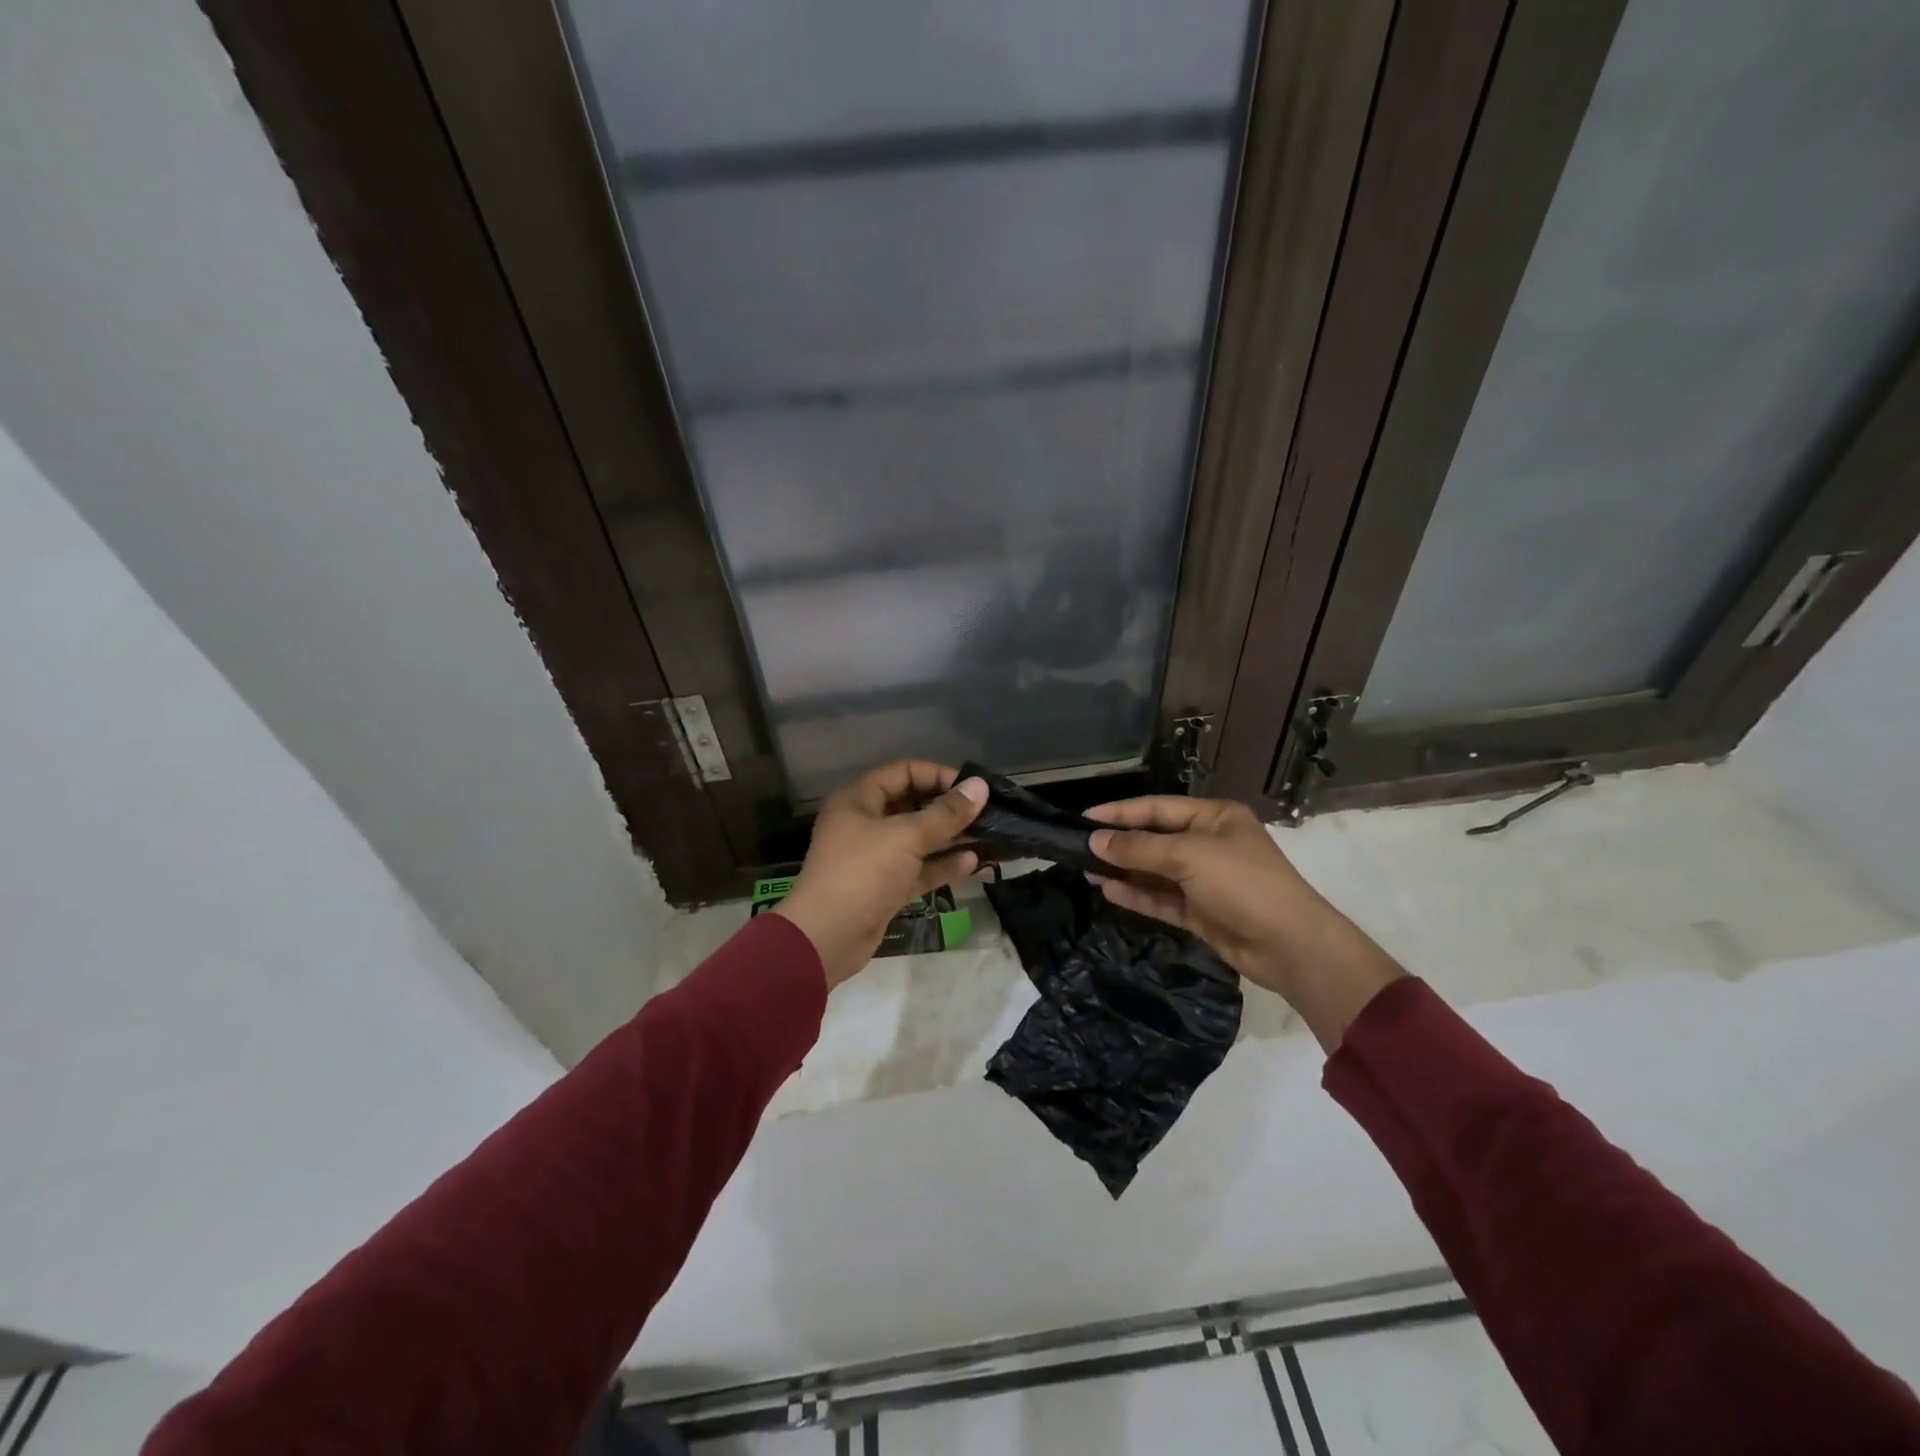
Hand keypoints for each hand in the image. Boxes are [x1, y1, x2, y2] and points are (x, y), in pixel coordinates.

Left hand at [774, 761, 987, 987]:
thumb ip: (946, 813)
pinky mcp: (885, 887)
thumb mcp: (906, 837)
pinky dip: (942, 865)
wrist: (826, 938)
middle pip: (912, 805)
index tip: (972, 788)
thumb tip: (980, 786)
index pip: (903, 772)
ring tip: (988, 834)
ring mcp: (875, 857)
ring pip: (918, 839)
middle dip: (949, 808)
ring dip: (950, 837)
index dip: (938, 775)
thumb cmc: (862, 873)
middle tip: (987, 811)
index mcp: (859, 799)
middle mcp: (865, 823)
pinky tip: (972, 862)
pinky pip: (918, 869)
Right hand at [1086, 796, 1403, 1050]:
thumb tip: (1095, 841)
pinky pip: (1162, 899)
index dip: (1120, 812)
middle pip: (1154, 839)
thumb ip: (1139, 848)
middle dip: (1119, 844)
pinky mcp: (1201, 912)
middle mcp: (1209, 844)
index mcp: (1214, 818)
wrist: (1290, 945)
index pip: (1157, 808)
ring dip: (1124, 871)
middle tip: (1078, 848)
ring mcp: (1205, 880)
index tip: (1084, 818)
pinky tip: (1108, 892)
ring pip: (1155, 871)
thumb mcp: (1189, 856)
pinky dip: (1137, 896)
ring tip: (1086, 871)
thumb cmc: (1242, 884)